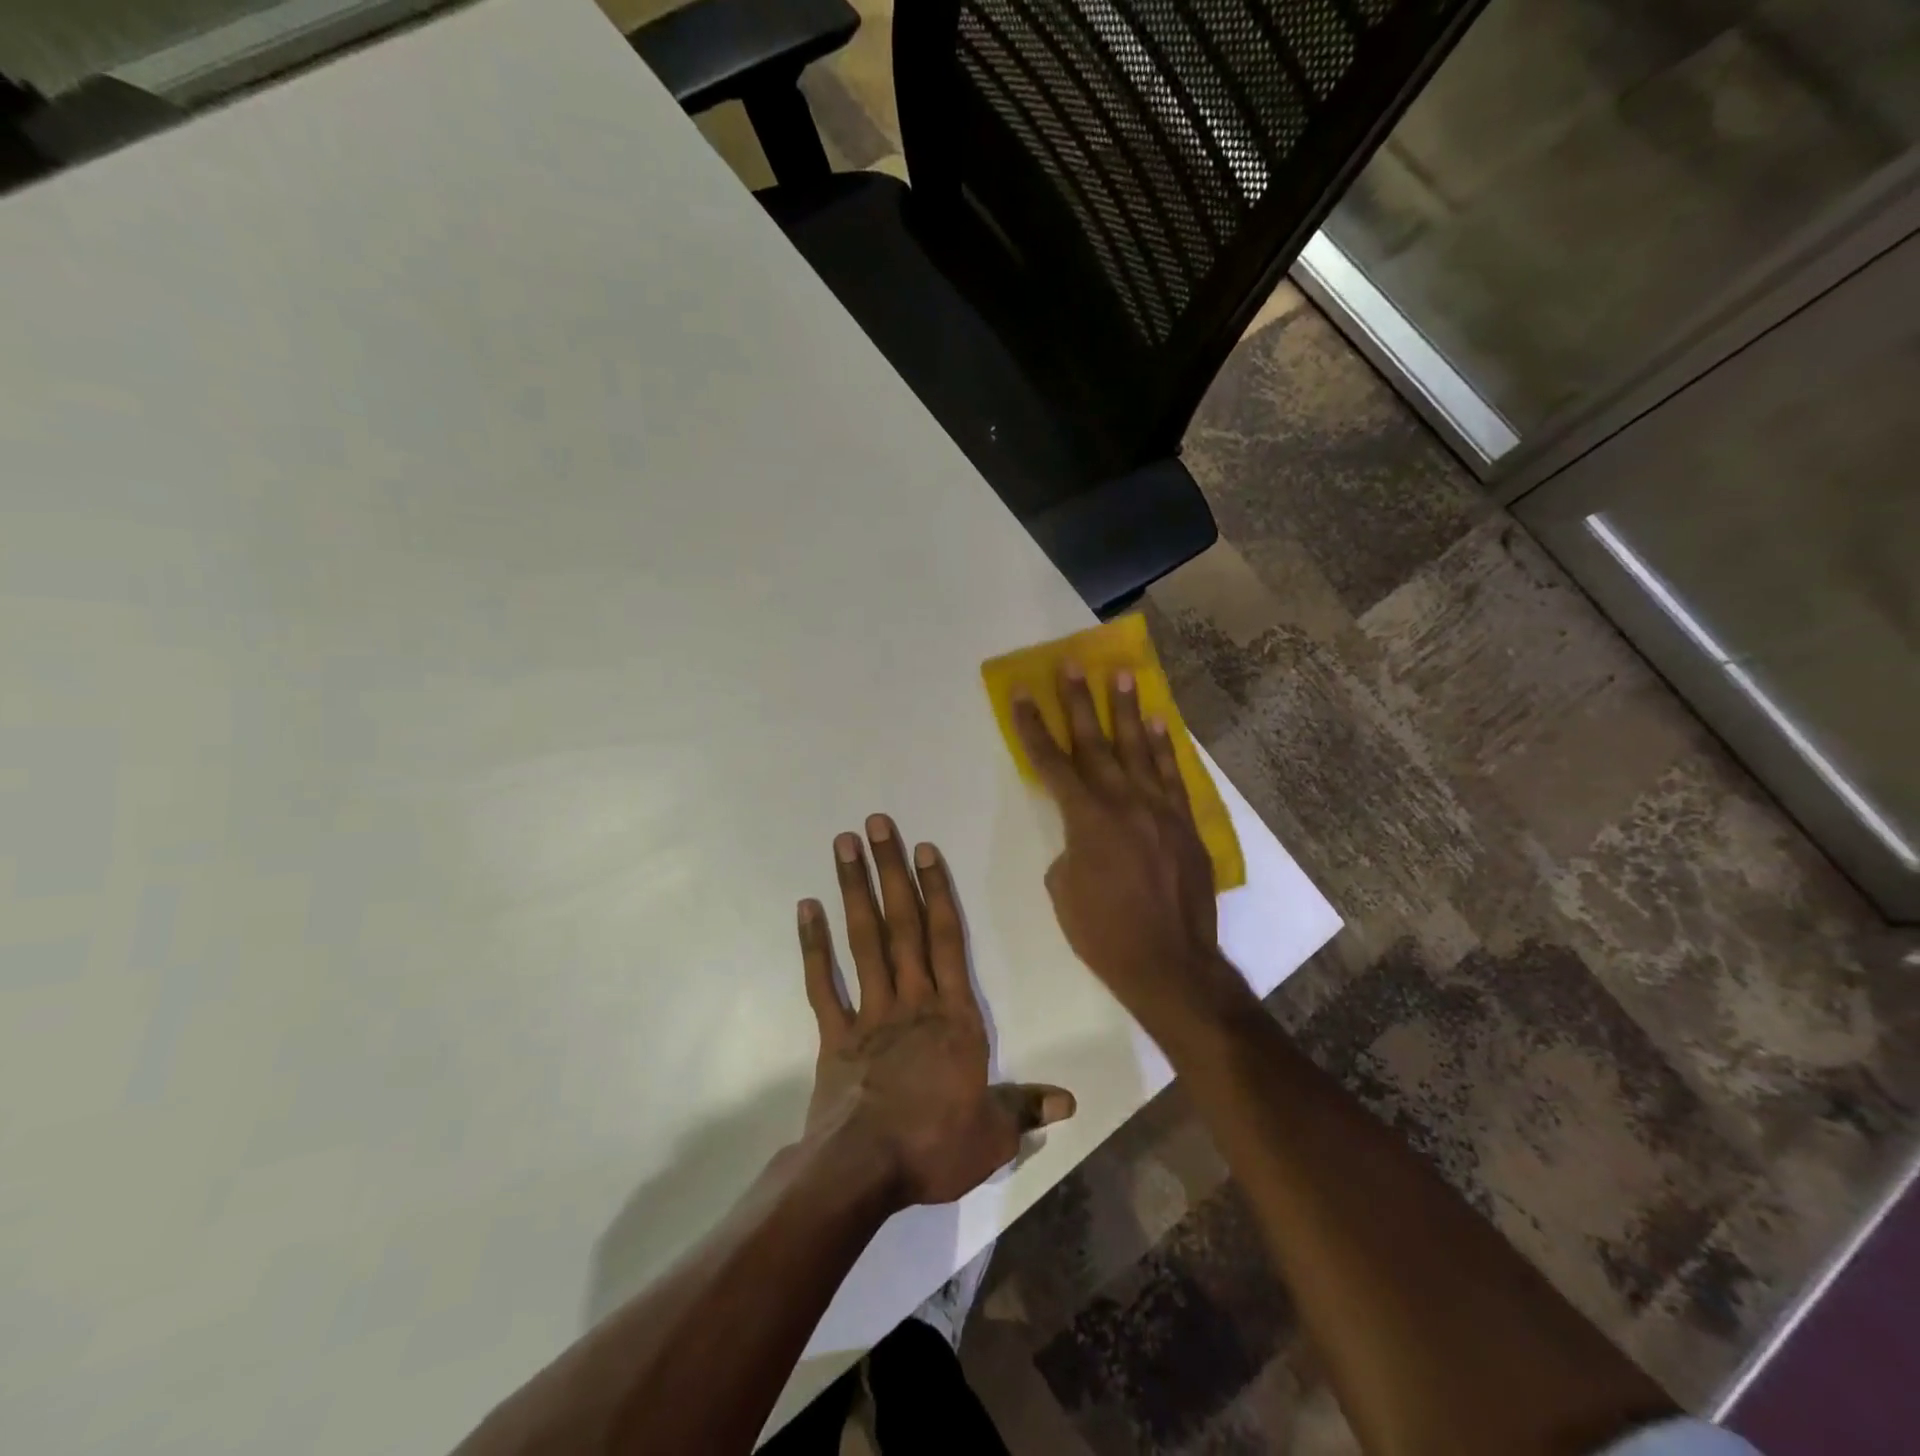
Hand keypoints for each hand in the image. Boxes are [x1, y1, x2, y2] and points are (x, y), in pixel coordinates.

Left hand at [798, 814, 1074, 1208]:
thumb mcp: (993, 1135)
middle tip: (876, 823)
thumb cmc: (935, 1146)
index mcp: (954, 1016)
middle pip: (903, 923)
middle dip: (891, 870)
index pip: (948, 939)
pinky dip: (813, 946)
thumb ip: (1026, 1109)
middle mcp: (912, 1000)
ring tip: (844, 845)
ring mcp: (870, 1013)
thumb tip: (1070, 1102)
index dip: (937, 890)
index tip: (924, 848)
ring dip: (854, 890)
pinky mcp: (835, 1034)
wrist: (864, 1172)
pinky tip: (806, 908)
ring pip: (864, 940)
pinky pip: (823, 983)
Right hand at [1012, 663, 1250, 1036]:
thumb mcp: (1064, 892)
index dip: (1034, 727)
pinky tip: (1159, 722)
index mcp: (1086, 820)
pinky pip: (1173, 776)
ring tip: (1121, 674)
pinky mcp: (1185, 824)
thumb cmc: (1104, 933)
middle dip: (1080, 702)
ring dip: (1127, 710)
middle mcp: (1123, 803)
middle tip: (1072, 665)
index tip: (1023, 694)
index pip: (1051, 764)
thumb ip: (1069, 850)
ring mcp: (1159, 810)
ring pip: (1139, 749)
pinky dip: (1165, 747)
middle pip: (1095, 743)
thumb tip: (1085, 837)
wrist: (1170, 964)